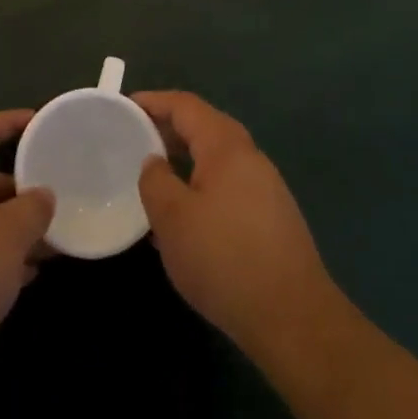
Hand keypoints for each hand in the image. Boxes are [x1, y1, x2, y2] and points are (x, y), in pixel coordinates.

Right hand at [135, 90, 337, 357]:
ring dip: (185, 158)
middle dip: (169, 128)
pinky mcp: (272, 217)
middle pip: (205, 127)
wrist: (293, 317)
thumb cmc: (224, 258)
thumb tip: (155, 163)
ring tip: (155, 174)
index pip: (186, 106)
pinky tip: (186, 214)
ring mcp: (266, 187)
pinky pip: (228, 184)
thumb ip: (155, 180)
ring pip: (218, 158)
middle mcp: (250, 157)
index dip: (154, 101)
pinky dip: (202, 183)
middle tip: (135, 138)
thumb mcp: (172, 218)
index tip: (125, 106)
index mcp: (226, 147)